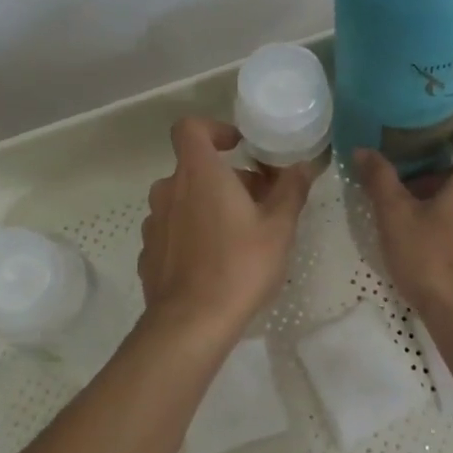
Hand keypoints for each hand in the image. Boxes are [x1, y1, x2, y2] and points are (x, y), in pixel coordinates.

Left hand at [138, 117, 315, 345]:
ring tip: (239, 235)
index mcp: (198, 173)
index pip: (190, 128)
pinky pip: (173, 230)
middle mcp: (169, 190)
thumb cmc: (239, 265)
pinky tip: (214, 262)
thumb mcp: (279, 227)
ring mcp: (154, 223)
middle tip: (258, 203)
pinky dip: (192, 234)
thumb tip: (304, 165)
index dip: (214, 129)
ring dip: (208, 206)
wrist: (190, 324)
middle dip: (226, 178)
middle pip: (194, 168)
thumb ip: (291, 189)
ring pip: (183, 200)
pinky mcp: (149, 253)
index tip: (238, 146)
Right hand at [353, 134, 452, 327]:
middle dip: (439, 177)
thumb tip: (363, 150)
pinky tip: (441, 249)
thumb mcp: (396, 218)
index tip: (421, 137)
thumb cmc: (434, 261)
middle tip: (406, 191)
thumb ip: (380, 180)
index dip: (447, 133)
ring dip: (452, 204)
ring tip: (419, 222)